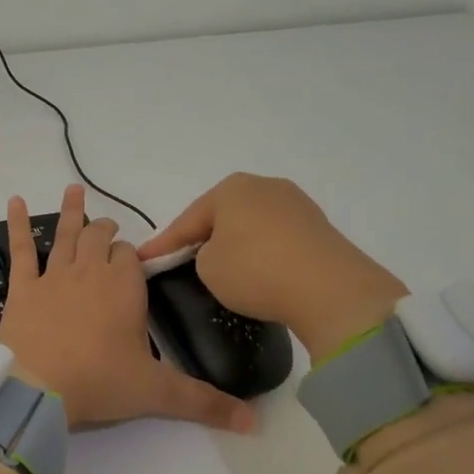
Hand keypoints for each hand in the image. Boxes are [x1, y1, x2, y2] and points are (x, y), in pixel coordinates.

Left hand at [0, 185, 255, 432]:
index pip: (130, 257)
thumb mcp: (157, 392)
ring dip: (73, 212)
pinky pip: (21, 248)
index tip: (132, 266)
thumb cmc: (100, 382)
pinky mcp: (23, 288)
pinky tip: (14, 201)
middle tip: (110, 229)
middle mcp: (90, 271)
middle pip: (100, 238)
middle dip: (106, 231)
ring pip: (66, 235)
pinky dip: (18, 223)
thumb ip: (204, 402)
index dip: (131, 258)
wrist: (36, 389)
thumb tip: (254, 422)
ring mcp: (53, 276)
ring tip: (74, 189)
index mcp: (124, 286)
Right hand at [136, 173, 408, 361]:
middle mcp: (264, 186)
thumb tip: (221, 252)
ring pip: (251, 226)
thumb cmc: (255, 270)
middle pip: (222, 216)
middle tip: (182, 261)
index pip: (188, 219)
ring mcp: (296, 204)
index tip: (144, 259)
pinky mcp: (318, 228)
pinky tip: (258, 272)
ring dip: (236, 245)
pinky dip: (262, 254)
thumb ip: (202, 255)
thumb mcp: (208, 267)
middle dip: (203, 238)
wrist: (329, 288)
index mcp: (231, 188)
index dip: (164, 244)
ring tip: (222, 269)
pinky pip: (276, 239)